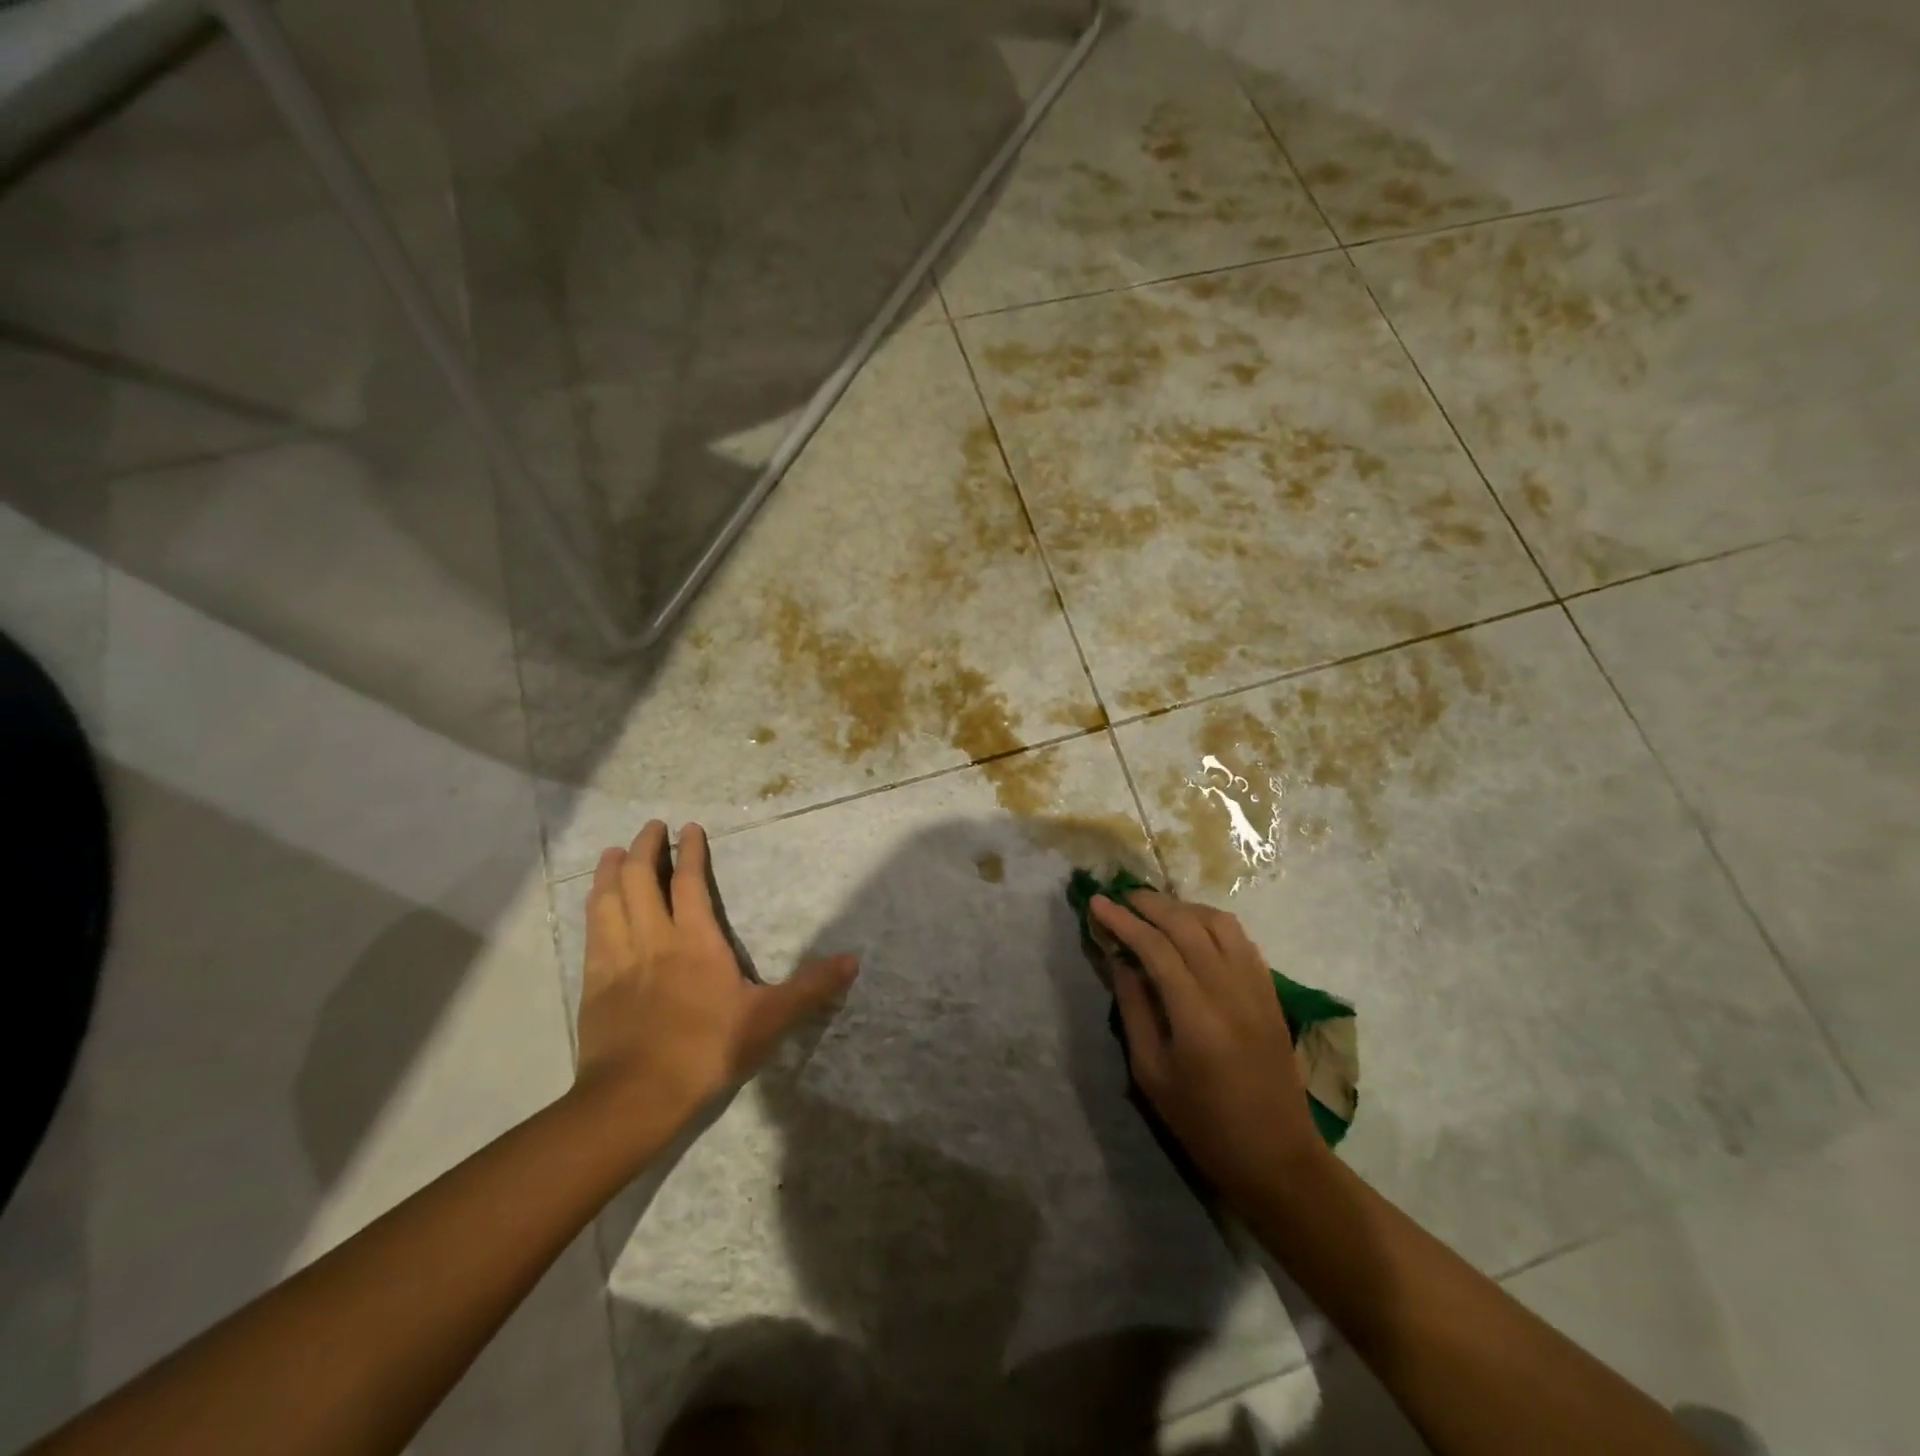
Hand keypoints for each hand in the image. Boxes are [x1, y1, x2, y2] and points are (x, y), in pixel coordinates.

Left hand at [574, 821, 857, 1143]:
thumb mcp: (769, 1019)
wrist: (636, 1096)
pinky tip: (595, 903)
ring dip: (610, 871)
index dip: (687, 851)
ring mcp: (617, 959)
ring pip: (608, 900)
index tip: (687, 827)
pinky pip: (591, 932)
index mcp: (695, 941)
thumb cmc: (707, 1050)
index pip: (687, 882)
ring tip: (612, 853)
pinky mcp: (594, 983)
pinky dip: (593, 907)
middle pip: (639, 879)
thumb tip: (853, 961)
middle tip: (650, 827)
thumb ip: (810, 987)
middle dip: (644, 848)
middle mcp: (653, 939)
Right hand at [1091, 889, 1325, 1205]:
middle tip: (1122, 897)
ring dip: (1184, 908)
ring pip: (1220, 923)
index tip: (1098, 903)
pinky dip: (1213, 923)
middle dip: (1150, 904)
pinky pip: (1242, 940)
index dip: (1123, 921)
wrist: (1277, 1157)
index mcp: (1196, 1015)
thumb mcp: (1151, 1075)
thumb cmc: (1204, 1124)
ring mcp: (1257, 987)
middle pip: (1187, 925)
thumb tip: (1121, 962)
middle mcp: (1230, 990)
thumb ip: (1135, 1010)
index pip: (1155, 947)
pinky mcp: (1271, 992)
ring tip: (1156, 910)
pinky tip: (1195, 930)